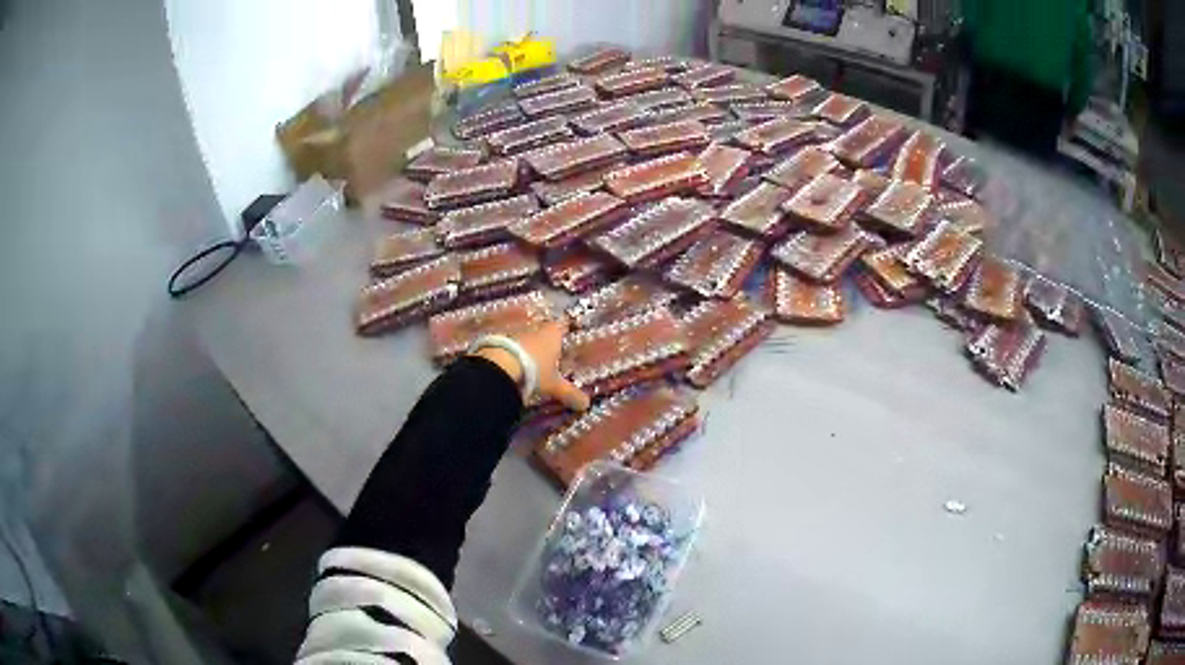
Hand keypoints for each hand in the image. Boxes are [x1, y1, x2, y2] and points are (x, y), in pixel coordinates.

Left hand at [471, 321, 590, 411]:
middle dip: (546, 341)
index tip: (567, 334)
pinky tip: (513, 364)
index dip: (565, 330)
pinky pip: (511, 345)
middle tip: (550, 353)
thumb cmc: (534, 371)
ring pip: (526, 338)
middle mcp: (535, 329)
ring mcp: (516, 333)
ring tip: (530, 361)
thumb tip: (586, 405)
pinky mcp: (499, 340)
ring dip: (528, 347)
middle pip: (543, 331)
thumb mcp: (554, 385)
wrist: (499, 366)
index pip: (562, 326)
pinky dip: (513, 353)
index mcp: (552, 334)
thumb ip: (570, 394)